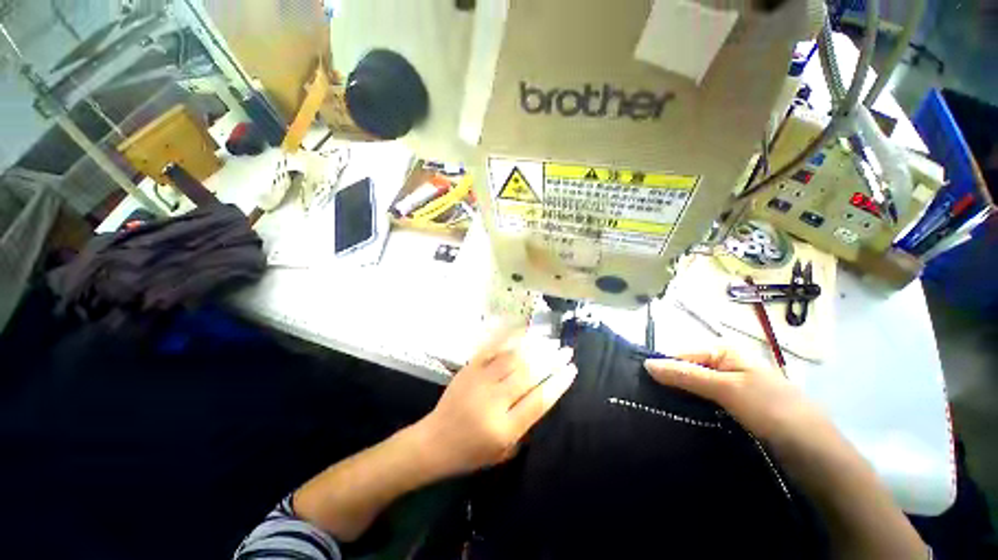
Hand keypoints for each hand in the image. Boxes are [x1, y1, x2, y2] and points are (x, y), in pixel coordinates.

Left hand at [412, 329, 576, 477]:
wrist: (433, 442)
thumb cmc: (470, 453)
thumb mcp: (503, 452)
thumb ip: (526, 427)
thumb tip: (543, 394)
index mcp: (504, 428)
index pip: (539, 401)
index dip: (558, 383)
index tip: (571, 370)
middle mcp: (493, 401)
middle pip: (528, 375)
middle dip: (551, 360)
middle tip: (566, 350)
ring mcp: (479, 381)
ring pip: (512, 359)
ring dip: (535, 348)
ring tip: (551, 340)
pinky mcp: (469, 369)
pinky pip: (491, 349)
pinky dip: (509, 340)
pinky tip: (523, 333)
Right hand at [644, 347, 818, 442]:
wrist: (816, 455)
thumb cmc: (773, 411)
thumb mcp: (727, 389)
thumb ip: (686, 375)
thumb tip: (646, 363)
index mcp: (723, 351)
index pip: (679, 355)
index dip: (662, 369)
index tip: (643, 387)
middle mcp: (725, 365)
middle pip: (685, 371)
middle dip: (669, 384)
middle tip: (650, 402)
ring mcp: (730, 388)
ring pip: (693, 389)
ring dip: (679, 399)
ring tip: (660, 412)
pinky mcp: (734, 409)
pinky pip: (704, 404)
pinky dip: (692, 409)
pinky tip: (681, 419)